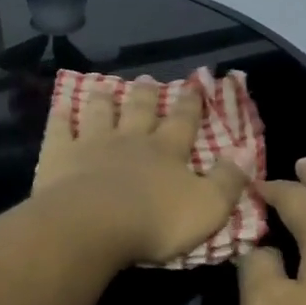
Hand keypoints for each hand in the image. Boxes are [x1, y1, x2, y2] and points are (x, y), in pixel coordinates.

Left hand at [32, 76, 250, 266]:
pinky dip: (61, 116)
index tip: (194, 84)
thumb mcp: (207, 207)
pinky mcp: (59, 155)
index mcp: (167, 152)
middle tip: (147, 78)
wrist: (93, 226)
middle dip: (146, 94)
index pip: (183, 122)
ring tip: (105, 87)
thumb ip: (228, 181)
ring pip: (100, 113)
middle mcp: (130, 140)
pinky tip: (60, 107)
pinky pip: (59, 130)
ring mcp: (92, 144)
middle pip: (140, 111)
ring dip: (104, 99)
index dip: (190, 104)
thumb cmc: (155, 221)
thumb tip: (246, 154)